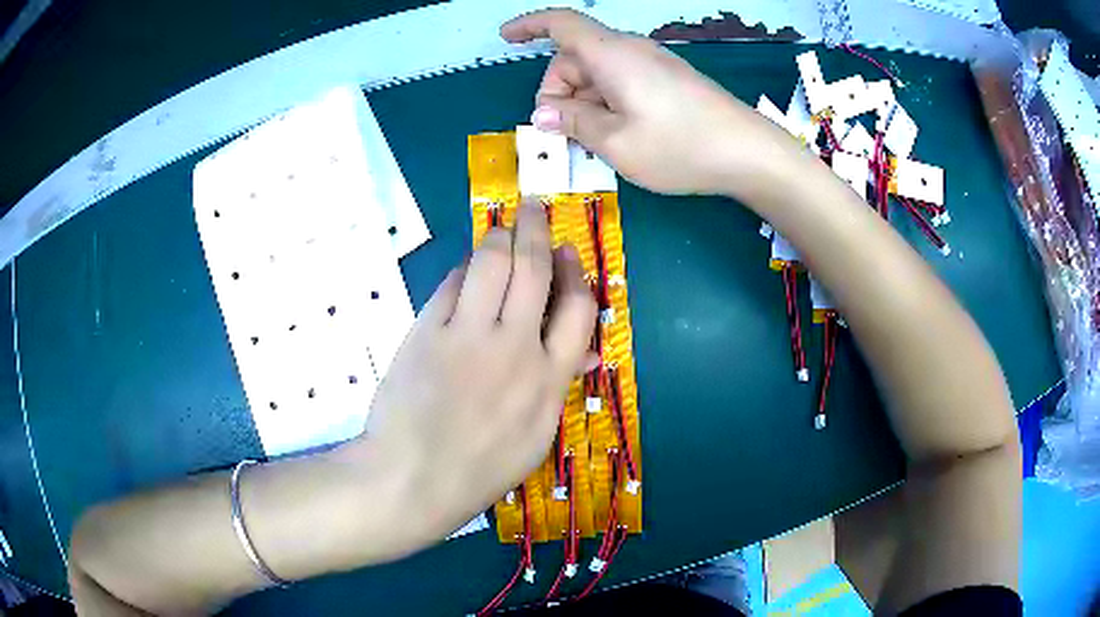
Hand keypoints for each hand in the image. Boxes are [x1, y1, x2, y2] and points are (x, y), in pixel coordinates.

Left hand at [364, 200, 596, 541]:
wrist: (413, 478)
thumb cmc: (480, 469)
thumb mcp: (536, 438)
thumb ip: (559, 387)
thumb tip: (583, 351)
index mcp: (549, 378)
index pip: (578, 307)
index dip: (576, 271)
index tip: (568, 252)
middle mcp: (515, 347)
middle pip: (534, 269)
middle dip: (537, 229)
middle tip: (534, 207)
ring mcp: (468, 336)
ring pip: (491, 263)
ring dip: (499, 236)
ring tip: (500, 226)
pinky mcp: (427, 331)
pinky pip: (451, 284)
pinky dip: (462, 270)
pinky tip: (465, 269)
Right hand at [502, 9, 791, 196]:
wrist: (749, 153)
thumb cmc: (680, 146)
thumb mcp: (615, 142)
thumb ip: (574, 123)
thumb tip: (545, 114)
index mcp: (611, 55)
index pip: (560, 24)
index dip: (528, 26)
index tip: (506, 38)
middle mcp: (630, 51)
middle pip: (576, 58)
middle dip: (558, 92)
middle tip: (562, 135)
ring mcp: (653, 65)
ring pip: (599, 74)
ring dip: (584, 104)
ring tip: (594, 145)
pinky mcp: (669, 81)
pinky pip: (623, 83)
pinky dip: (608, 105)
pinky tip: (619, 137)